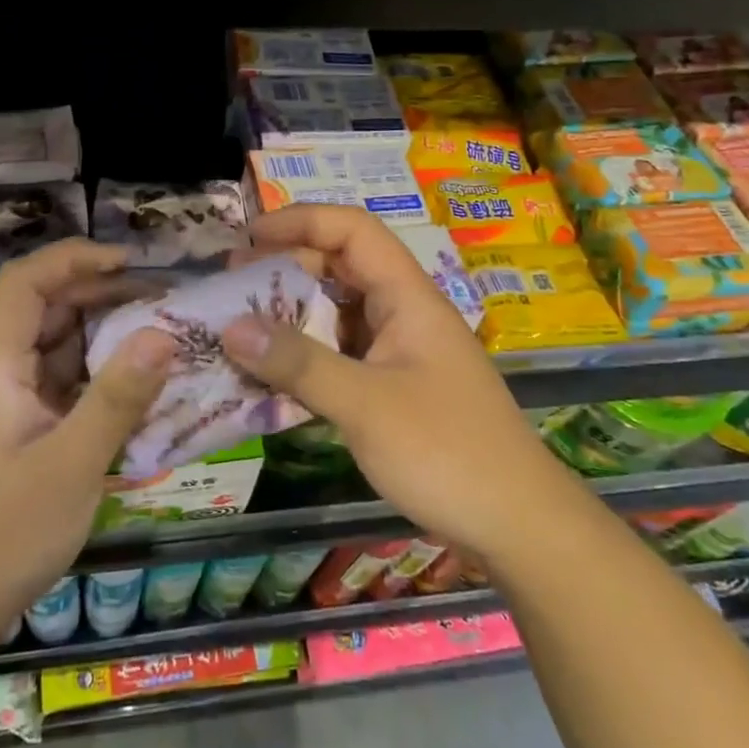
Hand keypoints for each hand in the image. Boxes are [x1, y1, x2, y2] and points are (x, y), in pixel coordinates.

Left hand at [0, 240, 175, 643]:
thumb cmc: (1, 535)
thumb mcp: (70, 465)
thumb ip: (117, 398)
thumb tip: (164, 333)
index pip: (24, 283)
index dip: (73, 259)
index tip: (128, 261)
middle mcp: (1, 374)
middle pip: (47, 310)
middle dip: (102, 294)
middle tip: (163, 298)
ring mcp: (12, 404)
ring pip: (60, 347)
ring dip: (107, 335)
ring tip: (163, 331)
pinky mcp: (26, 432)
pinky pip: (68, 385)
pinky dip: (103, 377)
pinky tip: (143, 384)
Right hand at [222, 206, 556, 554]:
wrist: (519, 526)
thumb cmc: (447, 452)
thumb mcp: (365, 404)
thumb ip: (297, 363)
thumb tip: (229, 327)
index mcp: (407, 297)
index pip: (353, 230)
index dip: (301, 221)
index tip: (249, 238)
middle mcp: (404, 313)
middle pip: (341, 267)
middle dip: (286, 268)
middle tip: (233, 287)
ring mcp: (400, 351)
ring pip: (339, 313)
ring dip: (292, 315)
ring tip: (241, 329)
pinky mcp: (395, 387)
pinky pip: (341, 354)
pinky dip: (306, 356)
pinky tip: (272, 377)